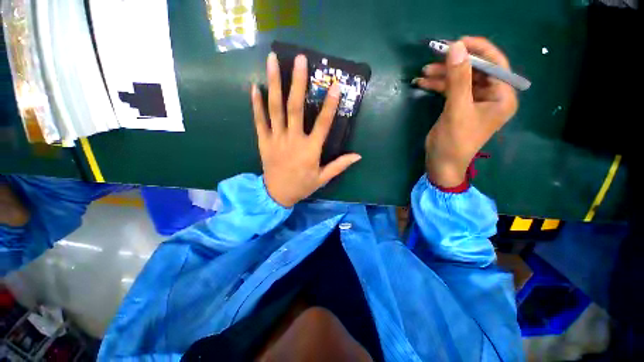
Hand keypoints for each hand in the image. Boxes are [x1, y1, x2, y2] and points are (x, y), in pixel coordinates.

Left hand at [251, 53, 361, 207]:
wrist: (277, 195)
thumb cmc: (302, 186)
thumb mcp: (323, 178)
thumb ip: (340, 165)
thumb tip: (358, 156)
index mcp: (310, 150)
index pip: (323, 124)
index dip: (330, 105)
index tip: (335, 85)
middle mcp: (293, 140)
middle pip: (295, 108)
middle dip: (298, 83)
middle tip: (299, 59)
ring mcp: (276, 139)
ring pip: (275, 109)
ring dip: (274, 84)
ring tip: (272, 60)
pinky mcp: (263, 141)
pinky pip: (259, 120)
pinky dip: (256, 104)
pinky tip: (254, 86)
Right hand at [414, 37, 517, 187]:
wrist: (441, 164)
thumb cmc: (454, 142)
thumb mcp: (457, 110)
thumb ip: (458, 79)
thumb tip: (456, 47)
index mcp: (502, 96)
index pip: (496, 64)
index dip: (477, 50)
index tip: (456, 42)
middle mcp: (492, 95)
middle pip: (476, 70)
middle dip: (455, 63)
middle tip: (435, 56)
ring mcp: (475, 101)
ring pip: (461, 79)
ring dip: (443, 74)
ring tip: (424, 71)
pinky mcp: (460, 106)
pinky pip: (452, 89)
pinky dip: (438, 85)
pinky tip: (424, 82)